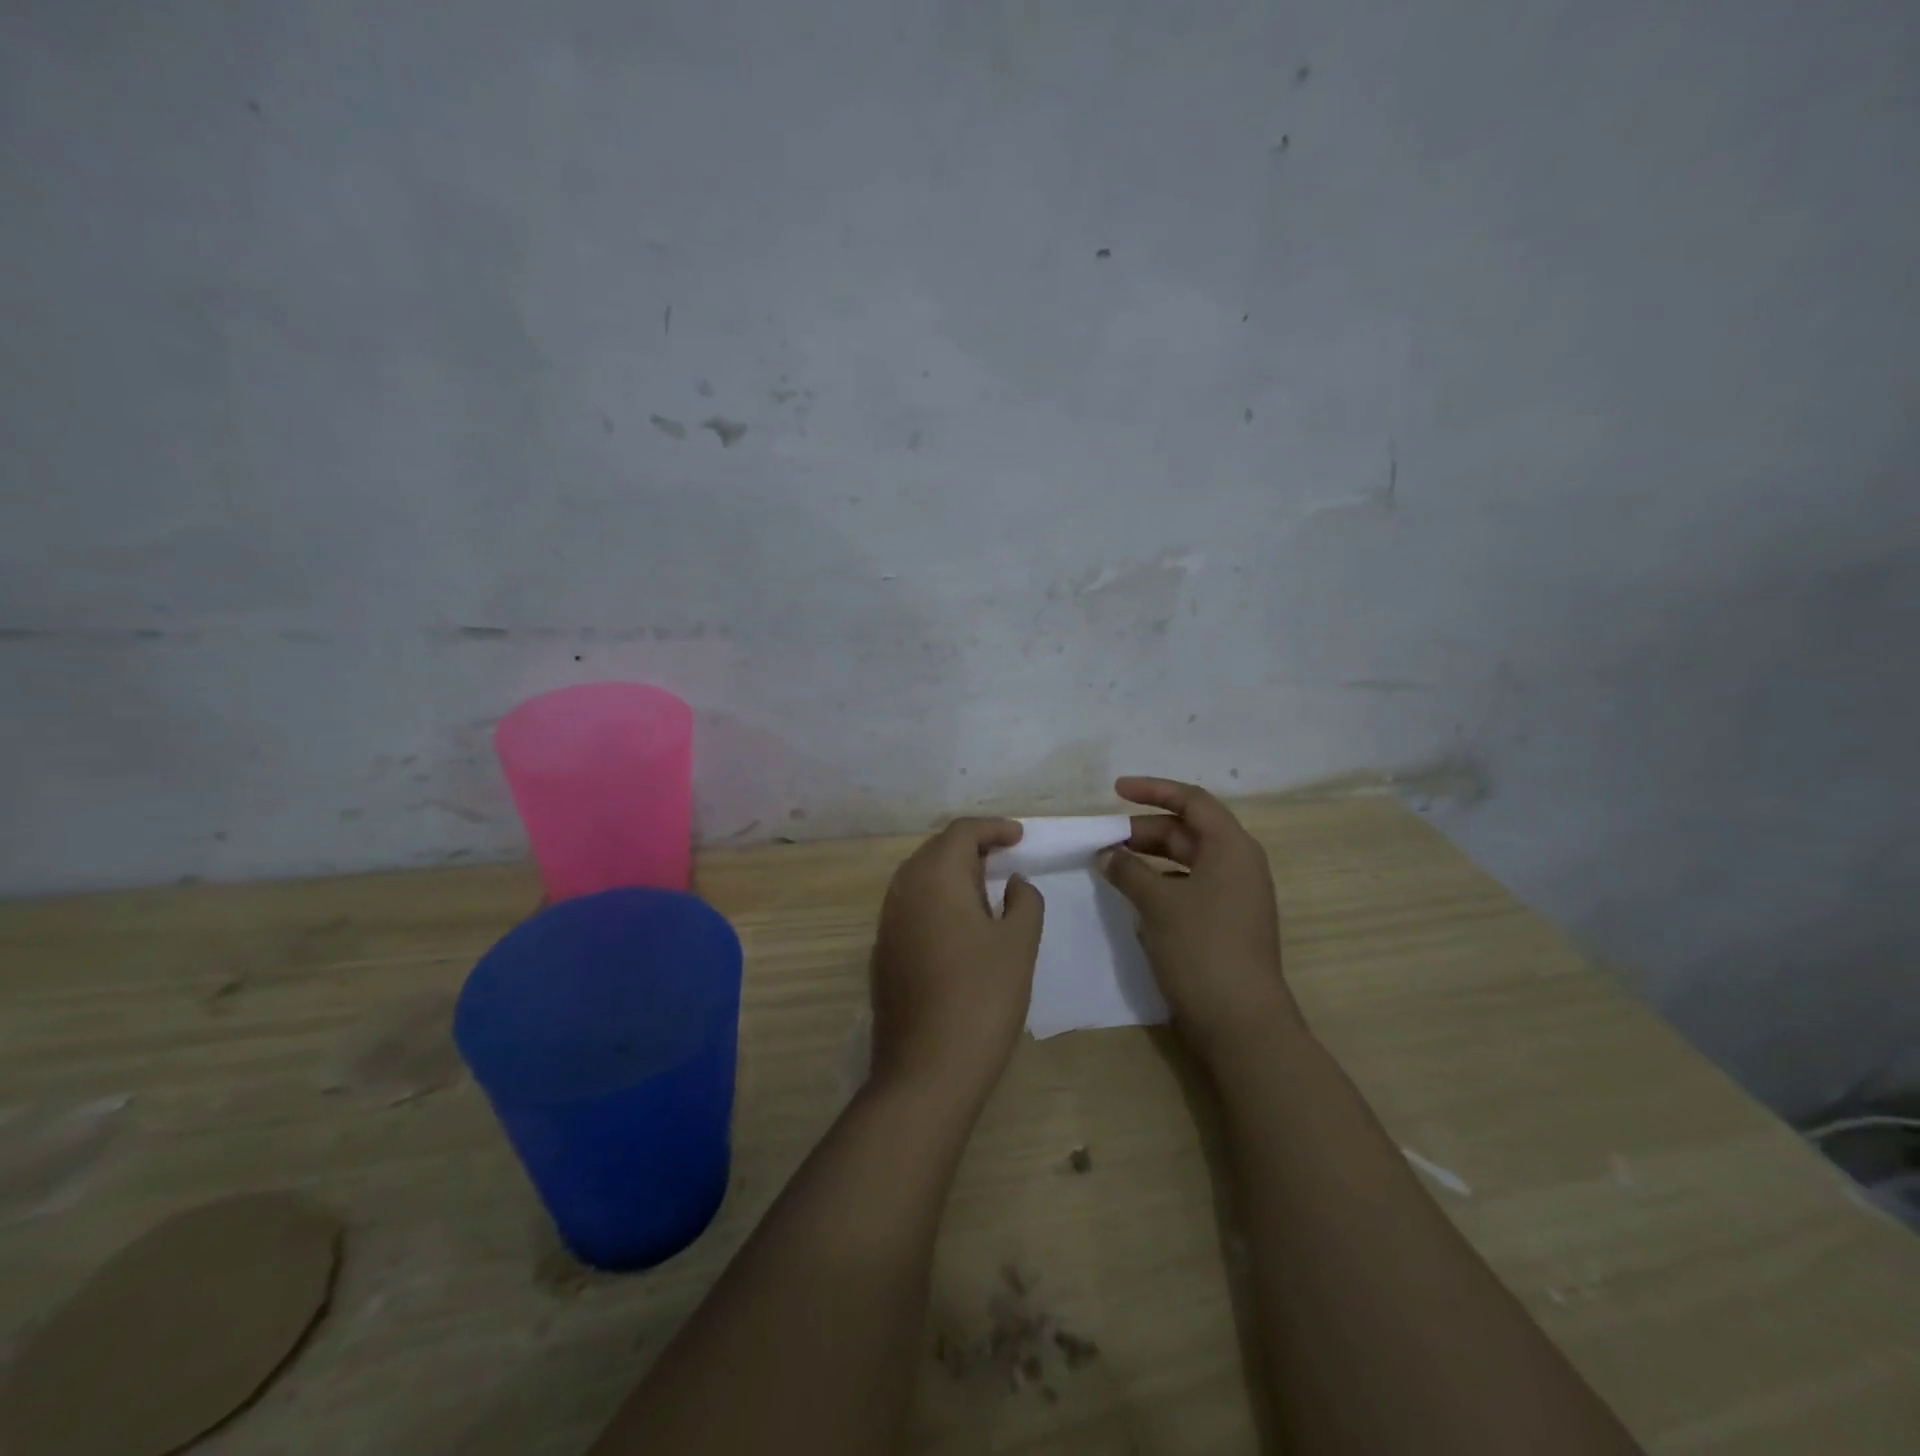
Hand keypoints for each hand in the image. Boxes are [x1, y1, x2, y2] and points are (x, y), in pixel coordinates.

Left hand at [869, 818, 1043, 1104]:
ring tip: (987, 888)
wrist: (927, 1068)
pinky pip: (912, 906)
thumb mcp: (1019, 943)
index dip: (993, 828)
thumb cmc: (982, 996)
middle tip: (1005, 858)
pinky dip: (938, 900)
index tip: (1020, 837)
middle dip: (971, 847)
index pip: (962, 832)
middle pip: (936, 850)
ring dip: (952, 873)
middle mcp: (903, 890)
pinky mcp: (884, 952)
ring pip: (920, 878)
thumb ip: (1024, 901)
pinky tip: (961, 926)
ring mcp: (888, 922)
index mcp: (935, 877)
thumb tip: (1013, 883)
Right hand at [1099, 777, 1299, 1055]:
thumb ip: (1128, 871)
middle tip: (1103, 840)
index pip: (1192, 801)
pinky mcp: (1224, 924)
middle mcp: (1238, 865)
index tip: (1115, 791)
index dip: (1153, 790)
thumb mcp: (1158, 903)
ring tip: (1110, 867)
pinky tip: (1132, 898)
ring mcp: (1234, 897)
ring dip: (1148, 859)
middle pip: (1187, 831)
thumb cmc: (1202, 949)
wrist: (1241, 1023)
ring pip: (1185, 862)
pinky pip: (1188, 888)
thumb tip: (1107, 854)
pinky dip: (1160, 885)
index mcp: (1231, 848)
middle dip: (1143, 831)